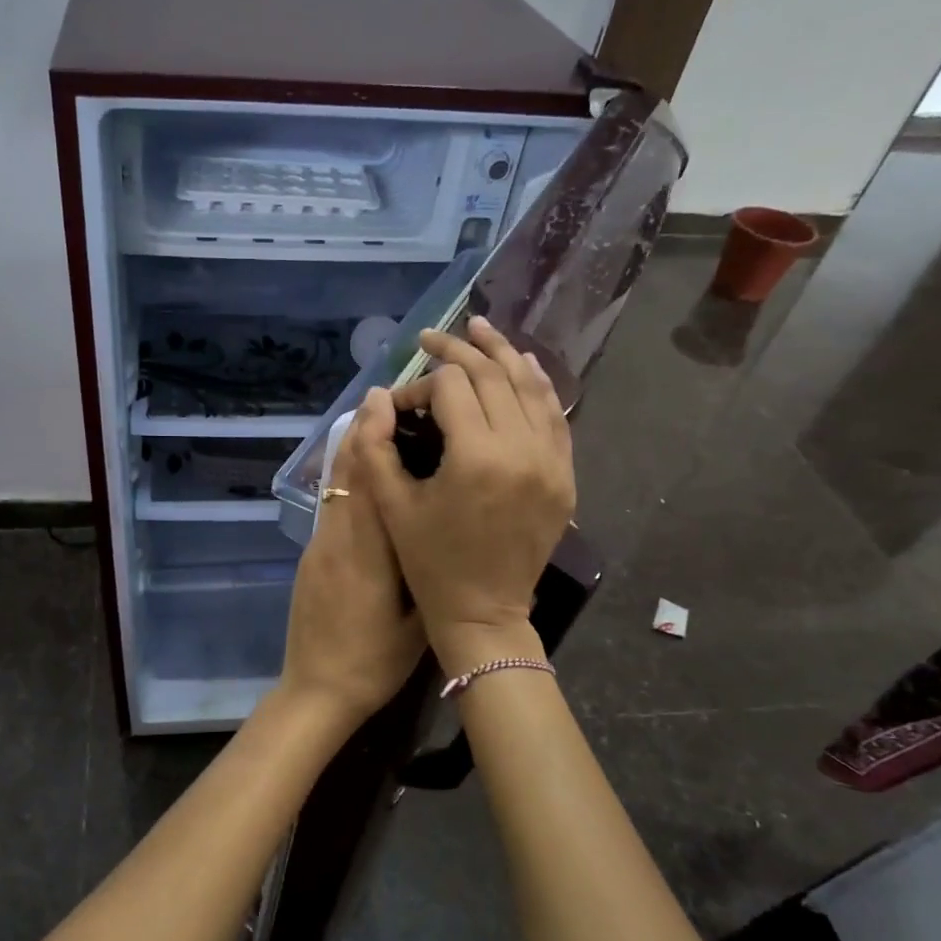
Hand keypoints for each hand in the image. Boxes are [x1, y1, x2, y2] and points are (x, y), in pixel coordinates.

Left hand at [277, 415, 425, 731]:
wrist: (316, 690)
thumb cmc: (374, 662)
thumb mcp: (415, 622)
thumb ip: (425, 571)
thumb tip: (443, 528)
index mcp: (368, 553)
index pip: (369, 481)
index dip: (375, 436)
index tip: (387, 400)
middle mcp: (338, 540)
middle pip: (347, 474)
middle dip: (362, 431)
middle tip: (383, 395)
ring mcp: (320, 548)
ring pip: (336, 489)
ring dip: (351, 451)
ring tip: (373, 421)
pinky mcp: (312, 558)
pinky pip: (332, 508)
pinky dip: (346, 481)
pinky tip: (364, 474)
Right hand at [353, 317, 574, 670]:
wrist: (484, 612)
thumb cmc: (429, 563)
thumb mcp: (392, 506)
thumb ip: (375, 447)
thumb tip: (377, 396)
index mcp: (475, 457)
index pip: (450, 388)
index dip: (420, 384)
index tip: (401, 404)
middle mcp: (521, 449)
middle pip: (492, 376)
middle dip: (458, 352)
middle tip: (432, 338)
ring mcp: (551, 461)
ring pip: (530, 387)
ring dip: (503, 354)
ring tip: (479, 329)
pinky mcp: (564, 476)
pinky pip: (555, 416)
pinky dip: (538, 385)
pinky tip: (522, 366)